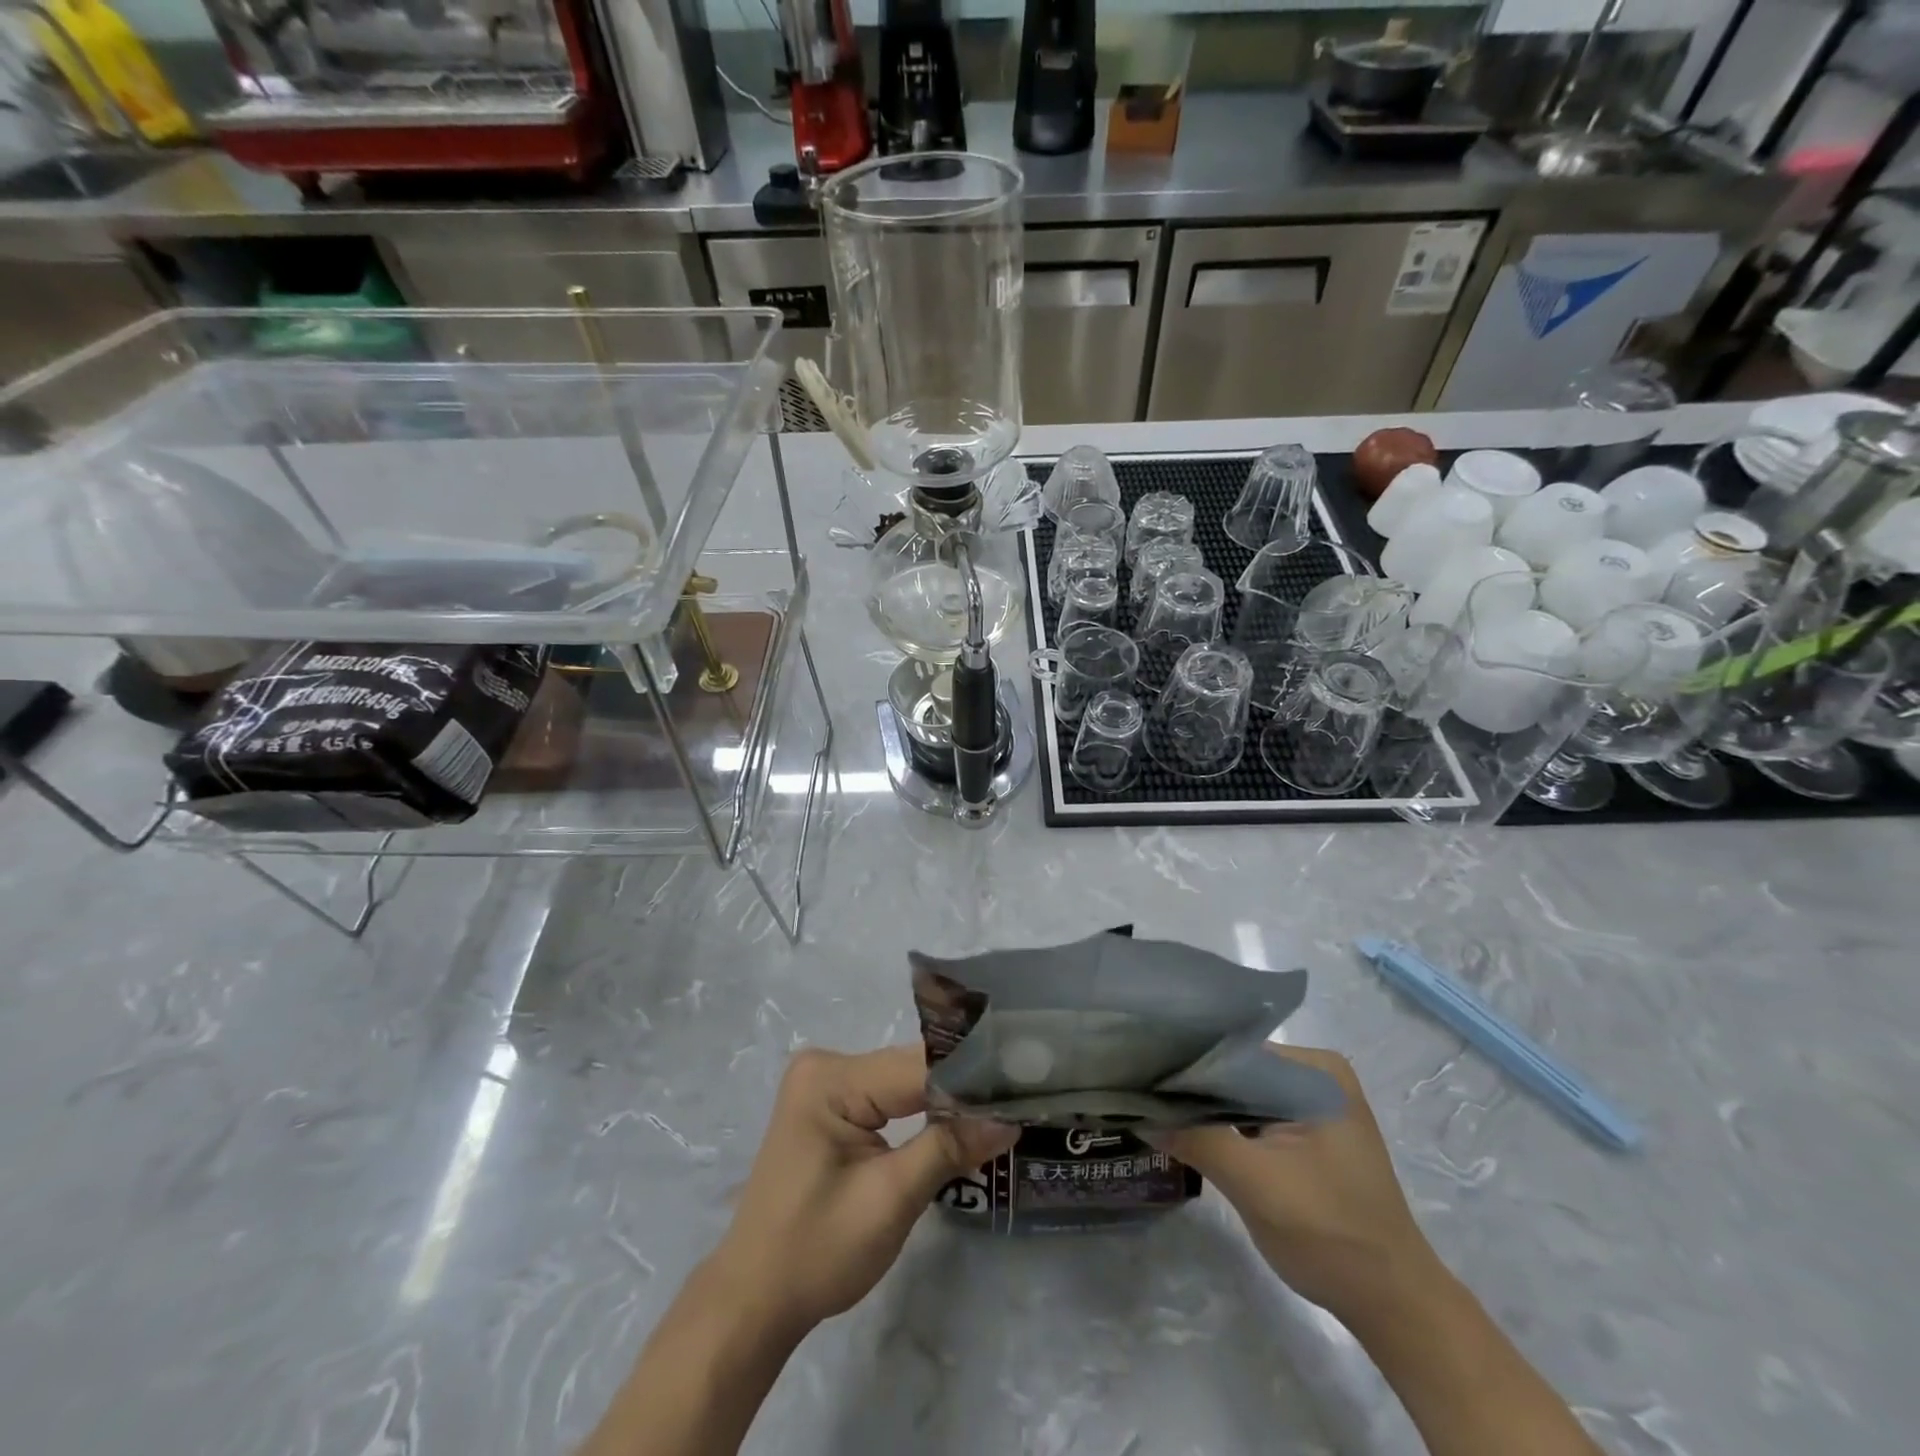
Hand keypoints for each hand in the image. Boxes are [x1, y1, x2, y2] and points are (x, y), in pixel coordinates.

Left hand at [707, 1045, 1017, 1336]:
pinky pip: (888, 1098)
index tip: (1023, 1086)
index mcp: (831, 1078)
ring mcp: (825, 1084)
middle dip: (962, 1089)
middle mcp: (825, 1065)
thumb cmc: (817, 1252)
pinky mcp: (830, 1106)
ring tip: (1002, 1108)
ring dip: (947, 1100)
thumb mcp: (891, 1200)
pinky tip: (959, 1122)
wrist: (755, 1299)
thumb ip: (949, 1148)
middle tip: (1021, 1098)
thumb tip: (1010, 1118)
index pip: (917, 1066)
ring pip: (904, 1082)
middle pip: (911, 1069)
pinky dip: (922, 1112)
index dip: (972, 1078)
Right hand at [1148, 1045, 1442, 1327]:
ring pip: (1241, 1096)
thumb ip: (1197, 1139)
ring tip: (1153, 1110)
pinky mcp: (1308, 1133)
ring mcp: (1313, 1104)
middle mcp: (1316, 1074)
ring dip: (1206, 1110)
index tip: (1139, 1075)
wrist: (1394, 1306)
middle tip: (1140, 1095)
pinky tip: (1188, 1134)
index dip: (1186, 1066)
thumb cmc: (1331, 1235)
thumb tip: (1138, 1112)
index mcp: (1316, 1070)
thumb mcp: (1255, 1185)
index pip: (1233, 1052)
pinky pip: (1253, 1118)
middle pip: (1237, 1072)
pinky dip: (1224, 1128)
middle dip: (1193, 1090)